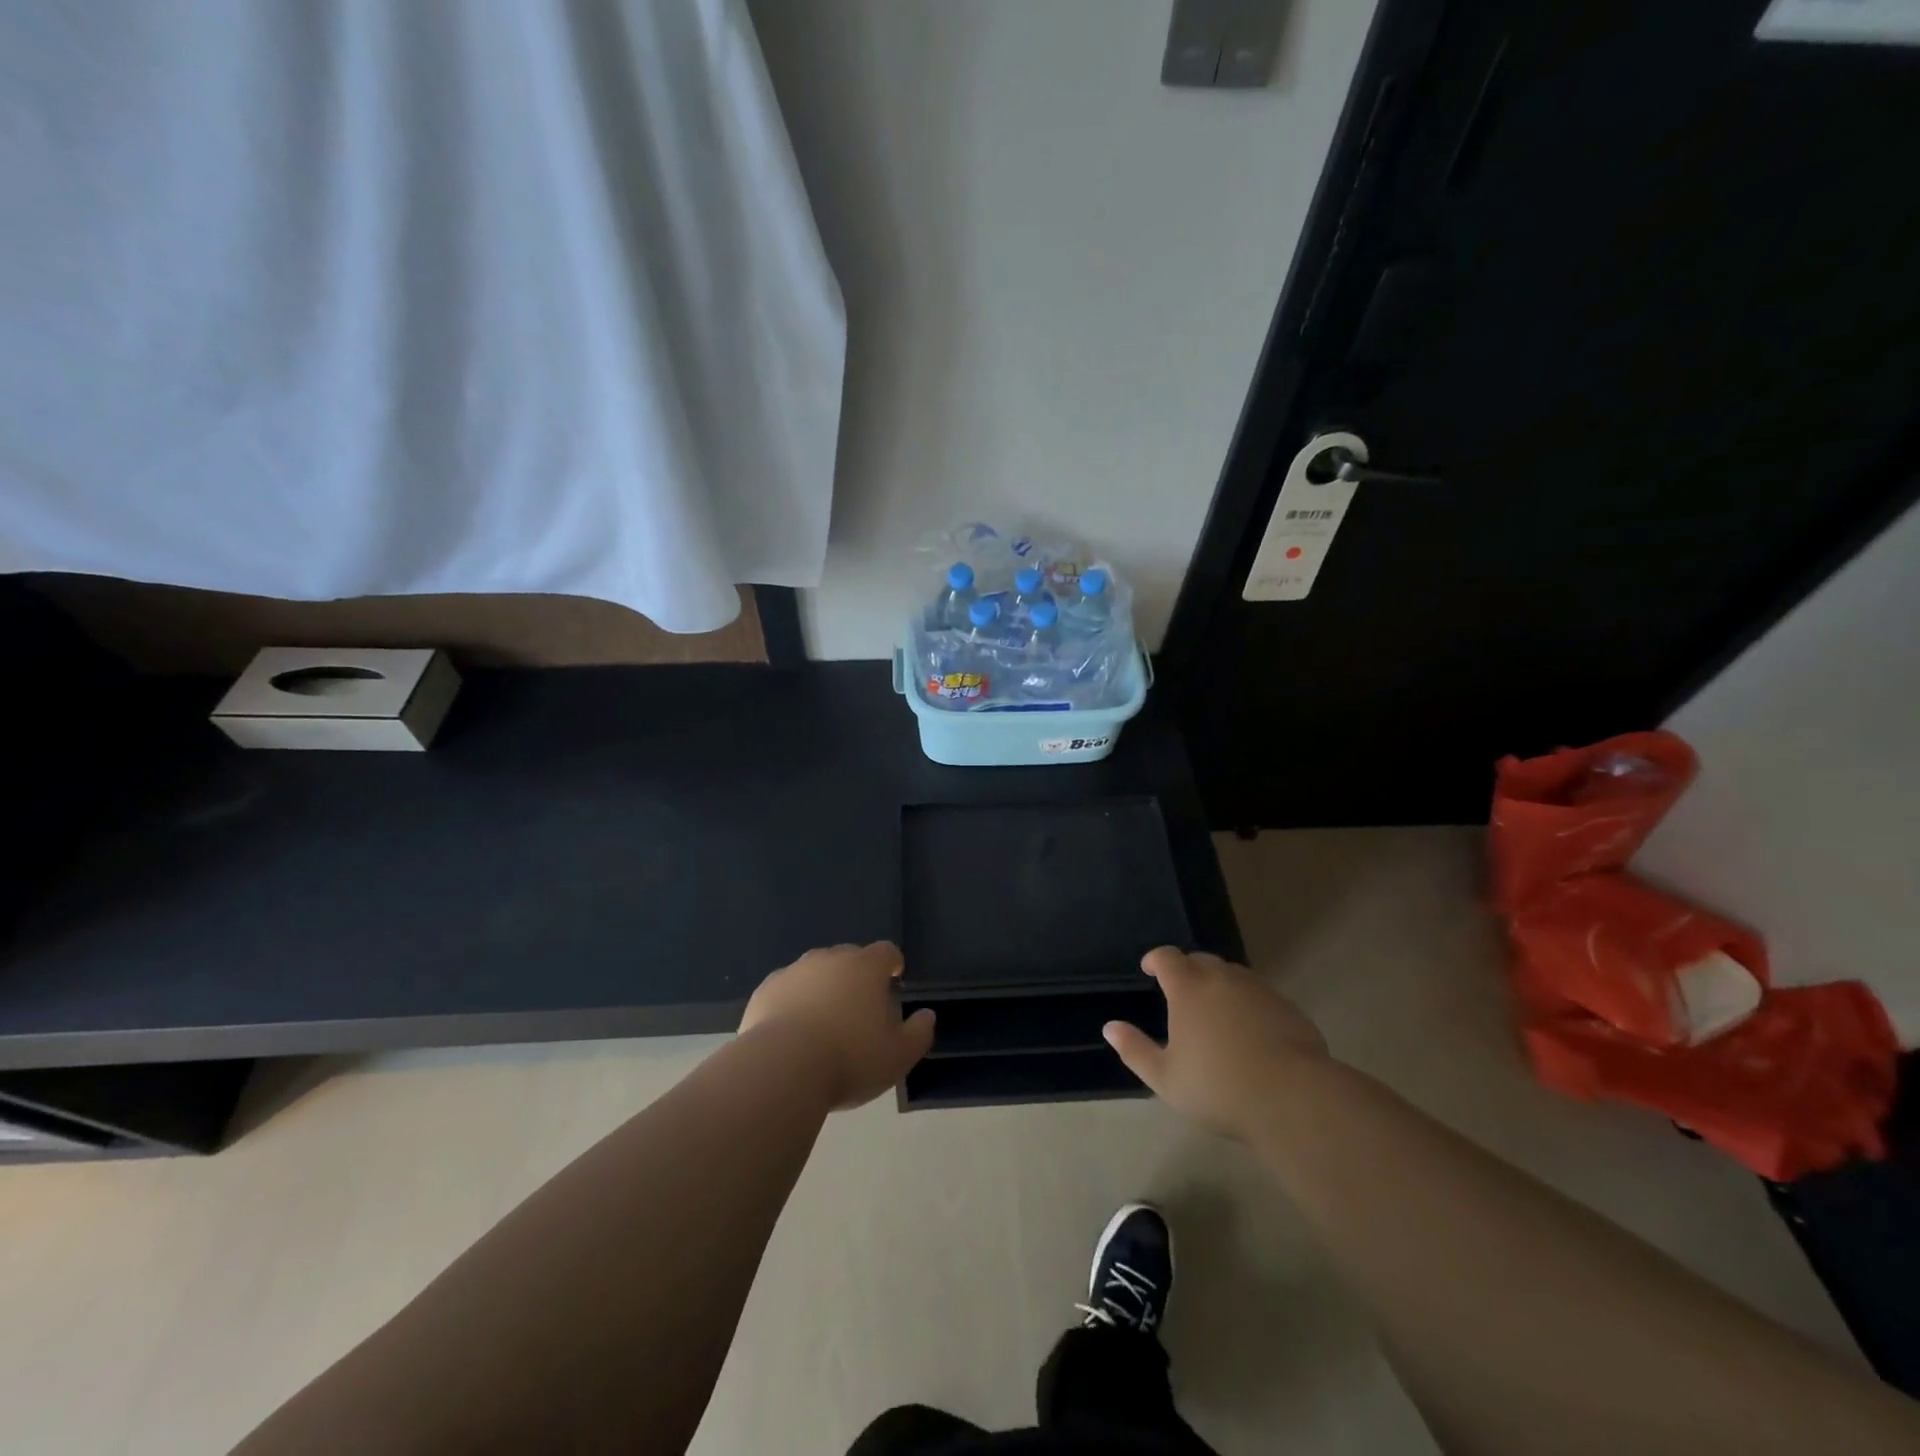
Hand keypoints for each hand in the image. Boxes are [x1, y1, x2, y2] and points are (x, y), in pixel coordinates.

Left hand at [739, 942, 935, 1109]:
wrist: (781, 1069)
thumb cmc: (849, 1059)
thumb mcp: (898, 1056)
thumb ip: (919, 1033)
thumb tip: (927, 1016)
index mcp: (865, 967)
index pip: (886, 951)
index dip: (892, 964)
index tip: (893, 980)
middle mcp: (829, 959)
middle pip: (849, 958)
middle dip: (856, 976)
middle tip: (859, 1008)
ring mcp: (794, 972)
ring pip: (815, 972)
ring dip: (823, 988)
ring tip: (824, 1022)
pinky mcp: (765, 991)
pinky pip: (787, 990)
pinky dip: (793, 1002)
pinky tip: (792, 1032)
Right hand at [1104, 947, 1329, 1140]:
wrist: (1293, 1099)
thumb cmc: (1218, 1087)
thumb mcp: (1165, 1077)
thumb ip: (1135, 1049)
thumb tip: (1109, 1027)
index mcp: (1188, 988)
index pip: (1167, 957)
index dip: (1155, 959)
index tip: (1149, 969)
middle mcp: (1223, 978)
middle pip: (1201, 961)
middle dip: (1187, 970)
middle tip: (1181, 993)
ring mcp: (1259, 990)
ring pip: (1232, 976)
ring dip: (1218, 985)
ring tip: (1214, 1012)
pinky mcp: (1287, 1007)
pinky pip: (1259, 995)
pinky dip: (1247, 1003)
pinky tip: (1249, 1031)